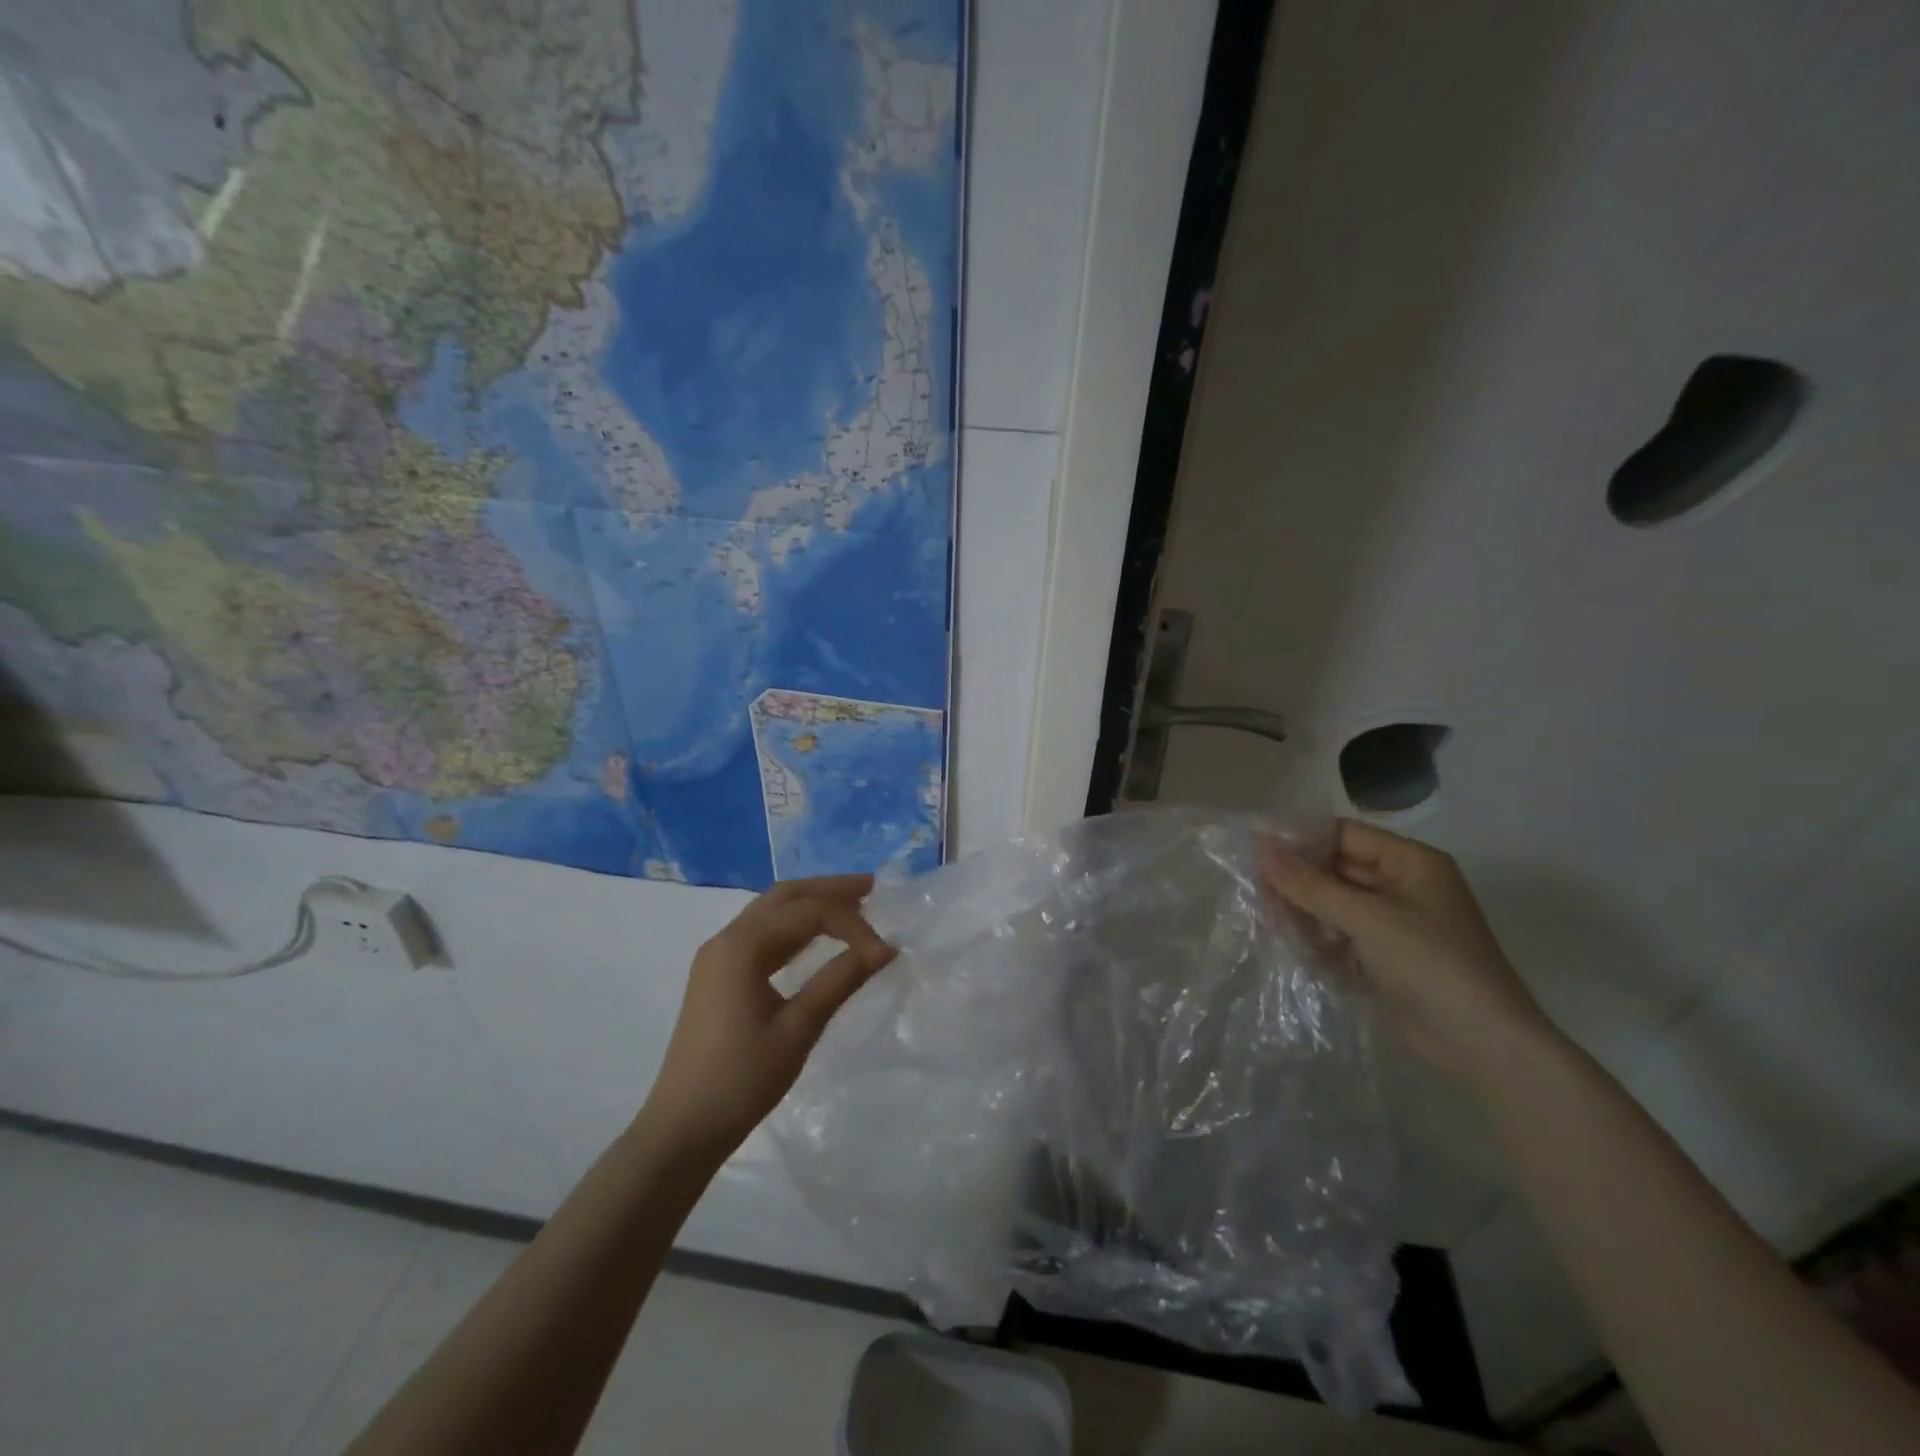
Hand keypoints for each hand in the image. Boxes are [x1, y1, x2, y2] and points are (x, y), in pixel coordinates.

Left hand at [640, 874, 896, 1164]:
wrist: (682, 1130)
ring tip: (852, 904)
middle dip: (828, 889)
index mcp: (741, 946)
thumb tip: (885, 949)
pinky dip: (794, 927)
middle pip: (784, 896)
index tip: (883, 952)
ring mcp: (718, 957)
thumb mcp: (798, 1029)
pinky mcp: (718, 976)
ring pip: (771, 912)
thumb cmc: (741, 1080)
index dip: (851, 924)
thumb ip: (840, 980)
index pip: (808, 913)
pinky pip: (761, 934)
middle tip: (871, 887)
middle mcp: (726, 939)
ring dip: (811, 904)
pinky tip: (816, 937)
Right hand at [1259, 820, 1560, 1089]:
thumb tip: (1260, 848)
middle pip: (1335, 868)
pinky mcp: (1382, 955)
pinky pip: (1338, 933)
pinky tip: (1290, 944)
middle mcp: (1401, 885)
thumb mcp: (1367, 918)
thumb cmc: (1431, 965)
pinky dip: (1315, 937)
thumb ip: (1310, 884)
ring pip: (1332, 902)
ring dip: (1302, 910)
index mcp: (1410, 862)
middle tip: (1254, 889)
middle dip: (1297, 879)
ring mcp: (1392, 923)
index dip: (1300, 839)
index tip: (1254, 849)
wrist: (1482, 1046)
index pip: (1343, 834)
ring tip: (1268, 921)